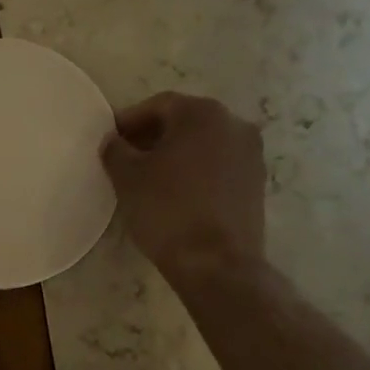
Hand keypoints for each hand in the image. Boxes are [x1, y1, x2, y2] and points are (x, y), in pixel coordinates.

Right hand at [102, 93, 265, 277]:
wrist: (216, 264)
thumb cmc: (167, 210)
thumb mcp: (127, 177)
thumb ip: (115, 149)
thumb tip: (114, 141)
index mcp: (203, 113)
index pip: (158, 105)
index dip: (130, 120)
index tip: (111, 140)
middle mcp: (234, 124)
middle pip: (184, 121)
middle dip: (154, 136)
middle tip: (127, 157)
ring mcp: (251, 154)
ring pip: (204, 144)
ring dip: (176, 154)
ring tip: (150, 178)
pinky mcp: (257, 184)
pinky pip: (219, 166)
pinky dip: (196, 171)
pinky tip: (177, 194)